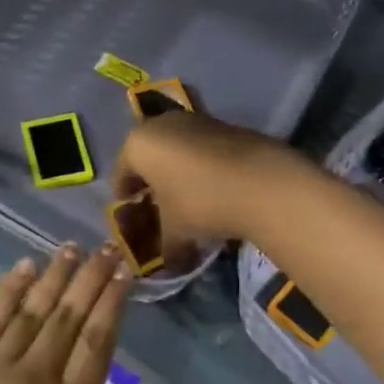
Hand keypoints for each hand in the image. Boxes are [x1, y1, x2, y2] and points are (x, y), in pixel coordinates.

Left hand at [0, 245, 159, 383]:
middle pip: (70, 316)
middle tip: (106, 247)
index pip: (98, 342)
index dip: (113, 303)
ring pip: (34, 309)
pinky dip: (10, 290)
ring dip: (55, 275)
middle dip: (91, 278)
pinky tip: (24, 267)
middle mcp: (37, 377)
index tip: (124, 273)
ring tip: (72, 248)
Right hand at [114, 111, 301, 261]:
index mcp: (138, 144)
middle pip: (148, 157)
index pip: (121, 174)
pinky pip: (200, 148)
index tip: (131, 217)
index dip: (125, 199)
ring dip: (177, 172)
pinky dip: (200, 165)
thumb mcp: (176, 231)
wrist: (262, 181)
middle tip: (156, 208)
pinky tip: (212, 188)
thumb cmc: (201, 202)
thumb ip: (165, 247)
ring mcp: (195, 120)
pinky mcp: (224, 124)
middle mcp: (161, 124)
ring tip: (186, 200)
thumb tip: (168, 264)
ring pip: (175, 149)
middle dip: (151, 182)